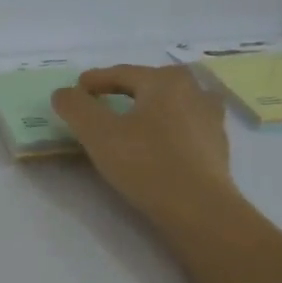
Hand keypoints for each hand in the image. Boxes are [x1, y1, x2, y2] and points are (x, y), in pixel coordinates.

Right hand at [51, 65, 236, 235]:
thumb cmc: (146, 164)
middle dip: (124, 89)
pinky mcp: (218, 145)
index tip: (75, 90)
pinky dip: (165, 128)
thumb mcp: (98, 134)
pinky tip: (157, 143)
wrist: (199, 209)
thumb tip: (64, 93)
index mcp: (164, 80)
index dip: (94, 80)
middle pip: (149, 84)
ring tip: (131, 121)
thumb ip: (76, 107)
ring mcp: (210, 118)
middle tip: (102, 102)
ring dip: (148, 107)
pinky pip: (184, 126)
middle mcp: (193, 90)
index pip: (121, 73)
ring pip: (170, 104)